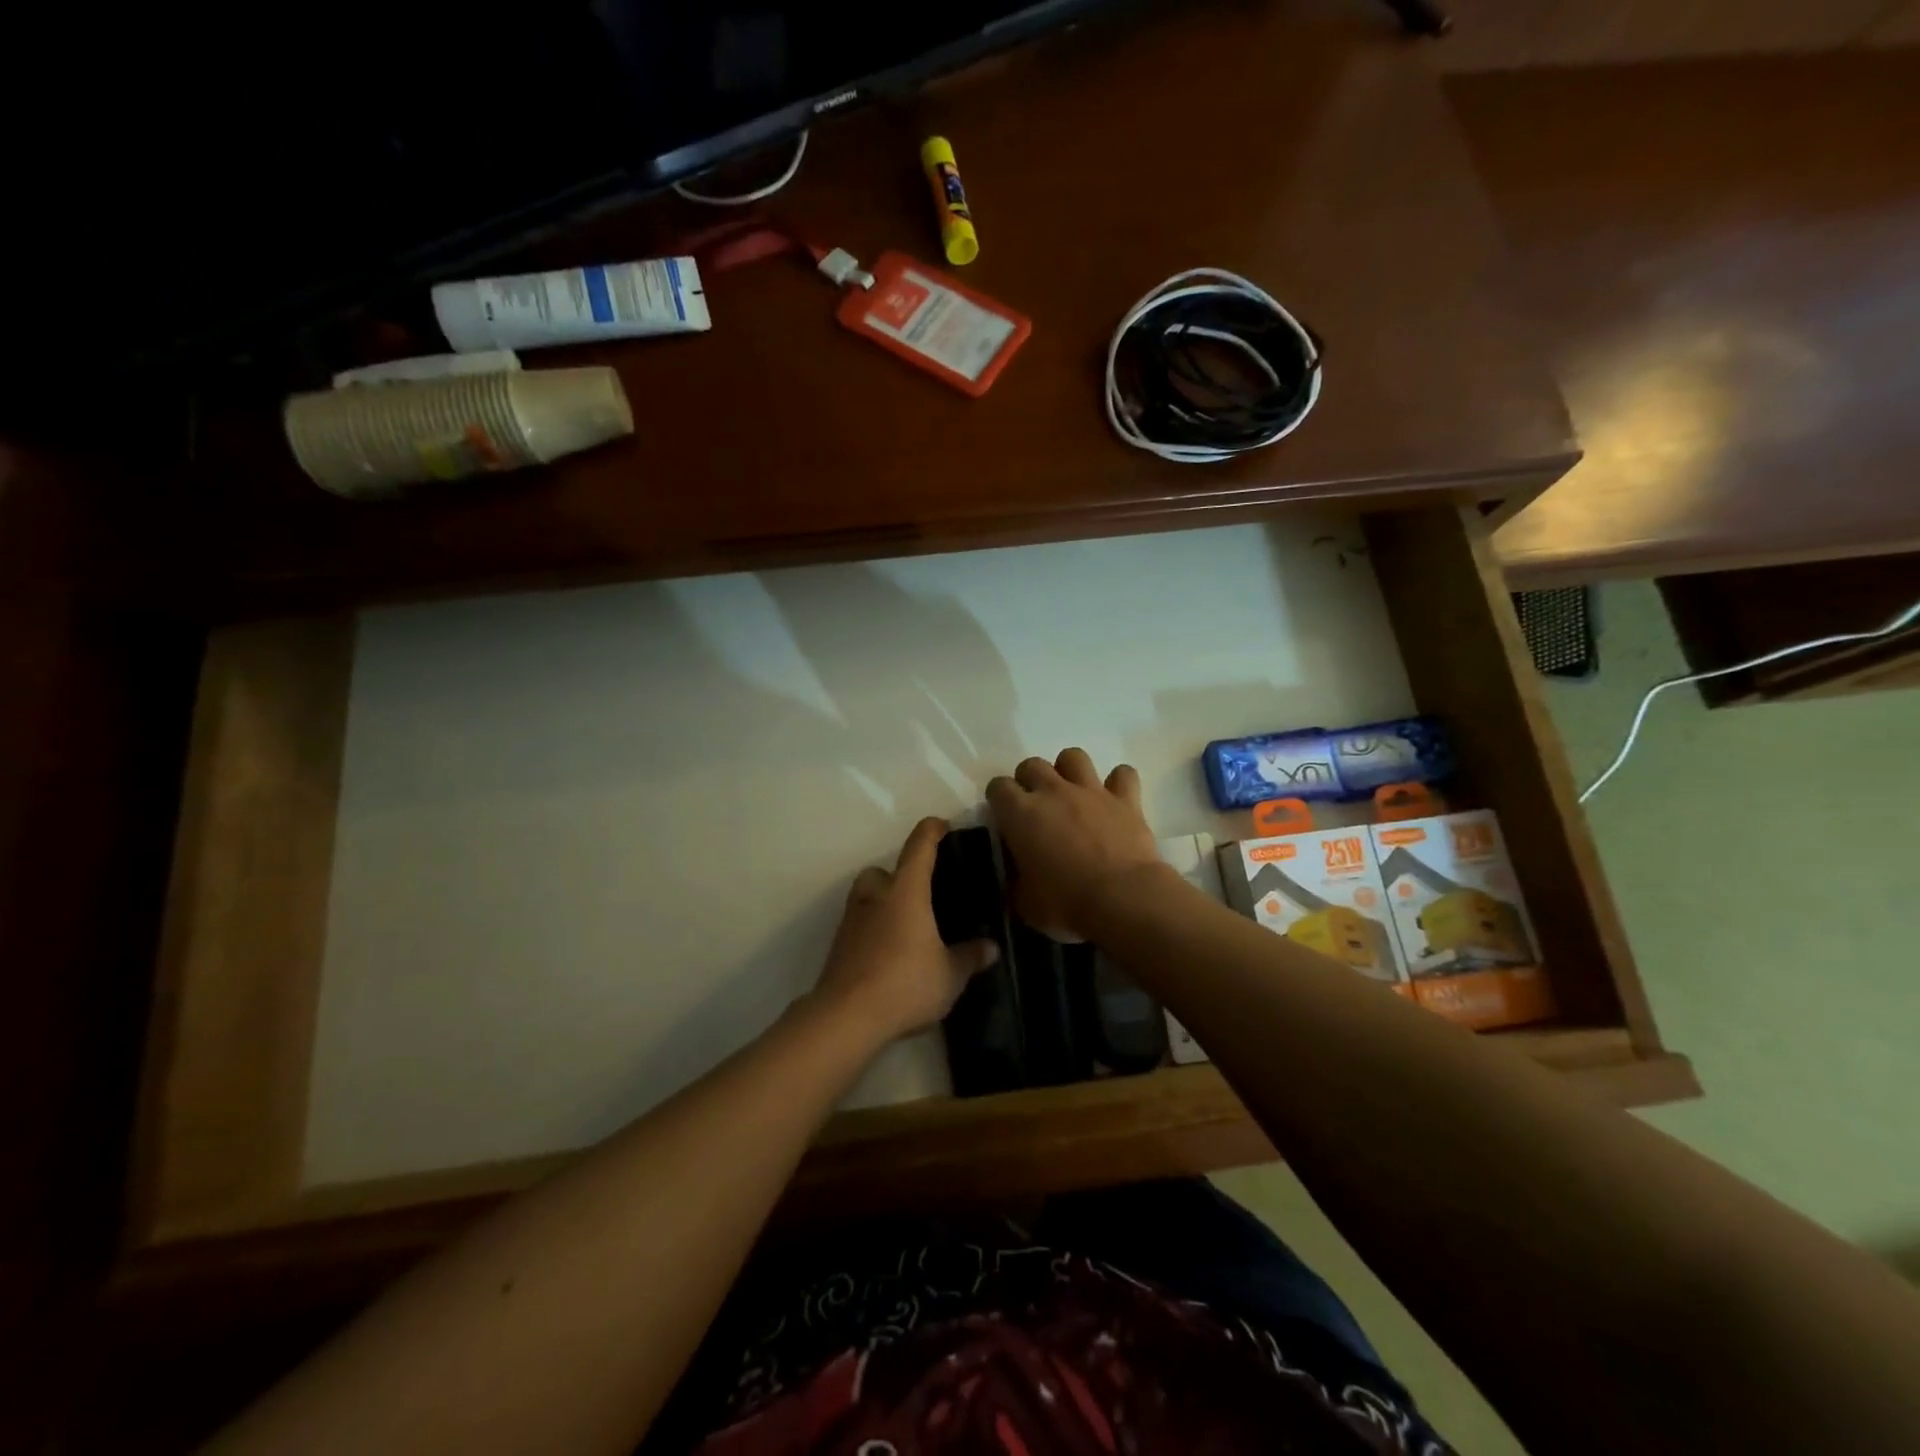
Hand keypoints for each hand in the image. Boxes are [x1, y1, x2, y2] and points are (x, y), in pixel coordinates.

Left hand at [811, 817, 999, 1045]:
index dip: (932, 831)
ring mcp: (851, 920)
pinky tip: (890, 953)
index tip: (943, 826)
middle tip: (923, 894)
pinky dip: (872, 929)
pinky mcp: (838, 946)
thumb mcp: (950, 975)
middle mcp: (875, 896)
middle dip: (901, 876)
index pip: (919, 846)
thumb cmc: (905, 983)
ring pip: (866, 896)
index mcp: (905, 891)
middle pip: (883, 870)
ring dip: (883, 902)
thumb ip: (970, 957)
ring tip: (906, 925)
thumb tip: (990, 946)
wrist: (847, 1017)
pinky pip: (859, 924)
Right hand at [987, 748, 1164, 940]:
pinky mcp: (1125, 799)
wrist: (1123, 899)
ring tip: (1072, 794)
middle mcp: (1053, 792)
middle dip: (1029, 781)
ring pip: (1073, 756)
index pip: (998, 787)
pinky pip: (1123, 775)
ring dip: (1069, 771)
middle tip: (1036, 807)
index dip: (999, 800)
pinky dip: (1118, 783)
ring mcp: (1091, 791)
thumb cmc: (1066, 903)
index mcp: (1020, 814)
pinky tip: (1115, 799)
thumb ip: (1015, 881)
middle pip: (1032, 765)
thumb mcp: (1024, 903)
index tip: (1005, 818)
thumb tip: (1017, 875)